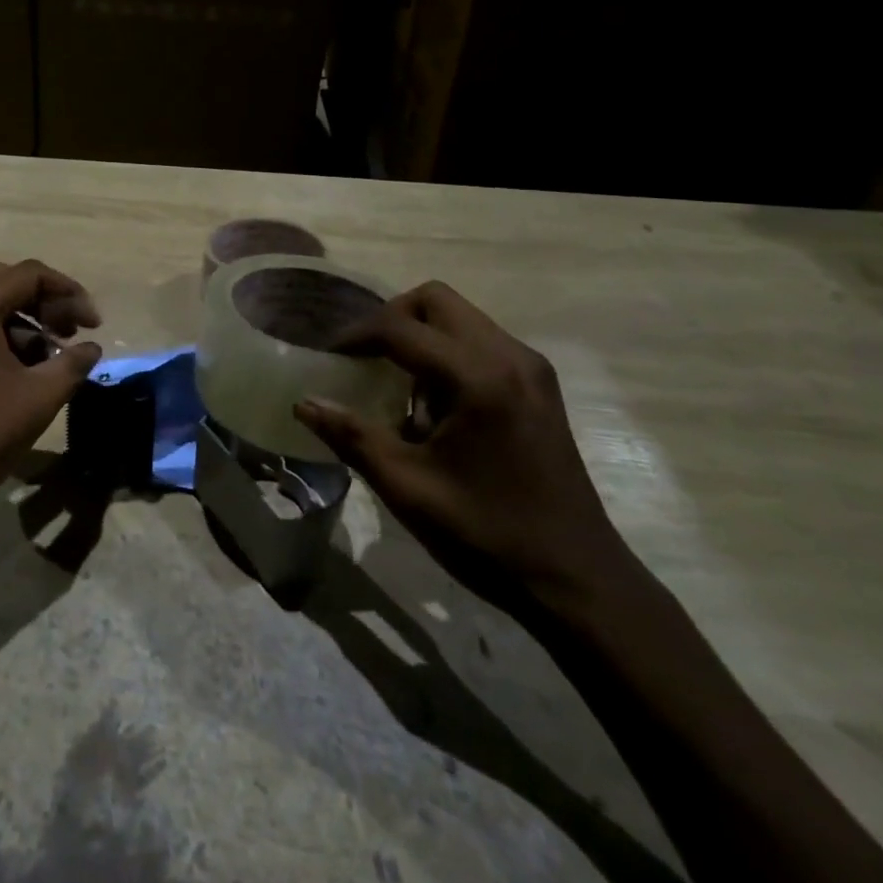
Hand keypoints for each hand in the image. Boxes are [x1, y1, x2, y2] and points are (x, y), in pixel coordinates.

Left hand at [0, 260, 102, 525]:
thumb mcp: (40, 397)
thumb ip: (73, 362)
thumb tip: (92, 347)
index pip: (29, 274)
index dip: (69, 292)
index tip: (93, 324)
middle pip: (4, 280)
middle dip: (44, 300)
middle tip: (70, 330)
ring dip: (22, 318)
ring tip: (51, 353)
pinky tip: (21, 367)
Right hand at [295, 281, 628, 613]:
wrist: (579, 582)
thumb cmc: (487, 535)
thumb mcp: (407, 488)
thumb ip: (351, 436)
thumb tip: (303, 403)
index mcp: (477, 378)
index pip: (400, 327)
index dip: (355, 336)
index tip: (328, 357)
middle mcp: (509, 356)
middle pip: (435, 300)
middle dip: (391, 320)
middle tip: (364, 359)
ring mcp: (530, 368)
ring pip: (460, 317)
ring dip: (420, 336)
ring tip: (398, 387)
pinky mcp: (539, 385)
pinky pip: (481, 341)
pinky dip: (447, 353)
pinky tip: (436, 405)